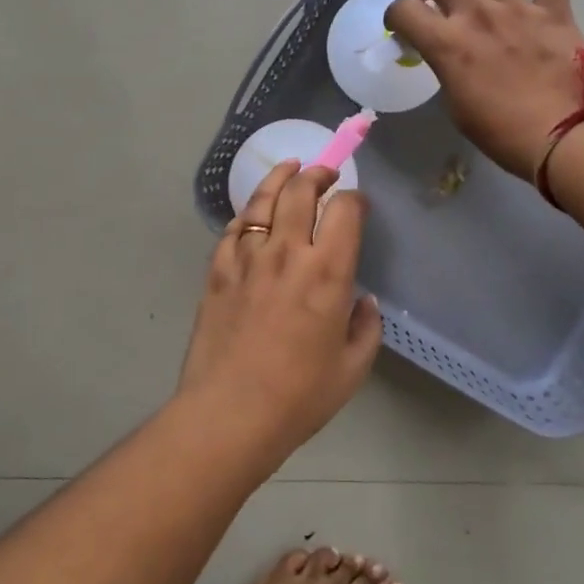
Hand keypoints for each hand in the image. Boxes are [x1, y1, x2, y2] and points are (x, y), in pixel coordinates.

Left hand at [178, 159, 383, 453]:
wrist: (229, 413)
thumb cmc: (299, 396)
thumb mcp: (352, 368)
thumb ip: (365, 327)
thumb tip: (363, 301)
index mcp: (327, 272)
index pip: (344, 209)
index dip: (354, 199)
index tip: (358, 204)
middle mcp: (287, 252)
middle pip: (300, 190)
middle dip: (317, 173)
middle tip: (325, 174)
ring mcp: (247, 258)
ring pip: (263, 200)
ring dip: (280, 177)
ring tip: (290, 169)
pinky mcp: (217, 270)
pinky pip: (234, 228)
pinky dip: (248, 213)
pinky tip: (254, 213)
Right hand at [384, 0, 583, 178]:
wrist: (569, 138)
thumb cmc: (504, 134)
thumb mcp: (458, 107)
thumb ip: (448, 70)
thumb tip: (449, 54)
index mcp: (448, 44)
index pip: (405, 10)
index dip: (395, 15)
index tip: (400, 25)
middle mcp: (478, 15)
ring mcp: (519, 8)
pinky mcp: (555, 10)